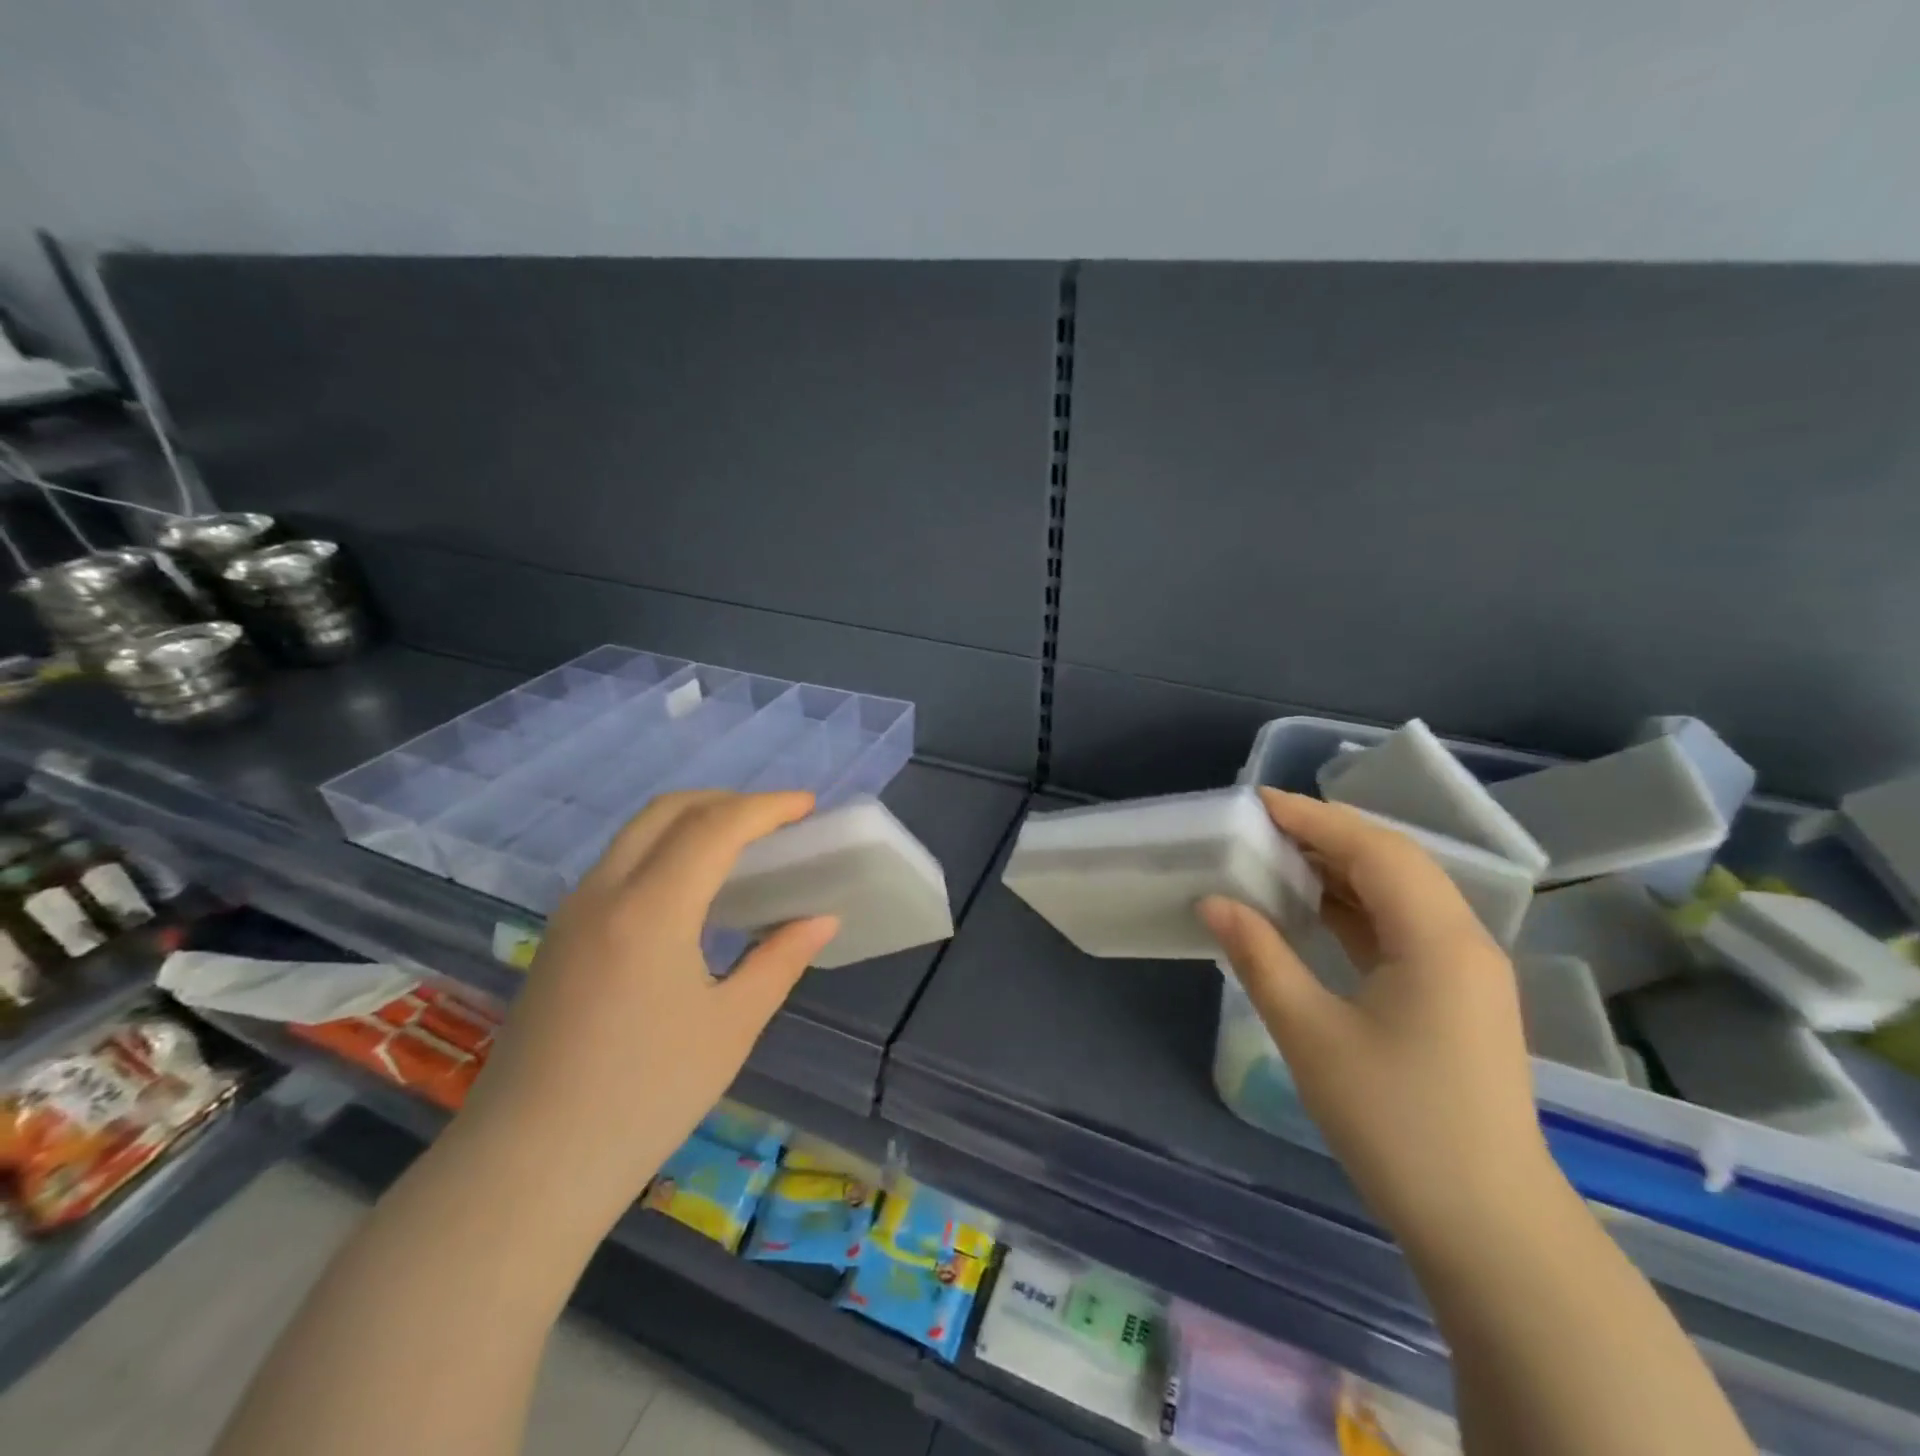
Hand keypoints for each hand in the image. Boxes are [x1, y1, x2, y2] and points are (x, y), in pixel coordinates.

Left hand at [457, 791, 838, 1231]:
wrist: (525, 1170)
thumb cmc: (644, 1098)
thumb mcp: (731, 1027)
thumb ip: (780, 959)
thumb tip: (821, 919)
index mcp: (650, 909)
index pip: (715, 827)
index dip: (767, 807)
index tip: (808, 806)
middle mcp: (604, 893)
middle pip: (667, 811)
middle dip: (726, 801)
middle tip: (775, 821)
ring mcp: (572, 913)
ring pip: (636, 834)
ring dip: (692, 822)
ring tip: (740, 848)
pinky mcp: (558, 938)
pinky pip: (618, 865)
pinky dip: (664, 851)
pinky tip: (691, 892)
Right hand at [1200, 790, 1560, 1260]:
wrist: (1487, 1226)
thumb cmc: (1396, 1124)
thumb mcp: (1311, 1034)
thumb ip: (1260, 956)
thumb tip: (1214, 902)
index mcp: (1438, 940)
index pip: (1374, 849)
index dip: (1314, 818)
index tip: (1257, 802)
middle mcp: (1462, 940)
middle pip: (1393, 861)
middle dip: (1326, 835)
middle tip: (1260, 826)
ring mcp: (1464, 970)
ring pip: (1399, 893)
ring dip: (1340, 869)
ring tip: (1277, 857)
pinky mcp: (1455, 996)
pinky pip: (1401, 927)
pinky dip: (1353, 907)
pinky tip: (1312, 910)